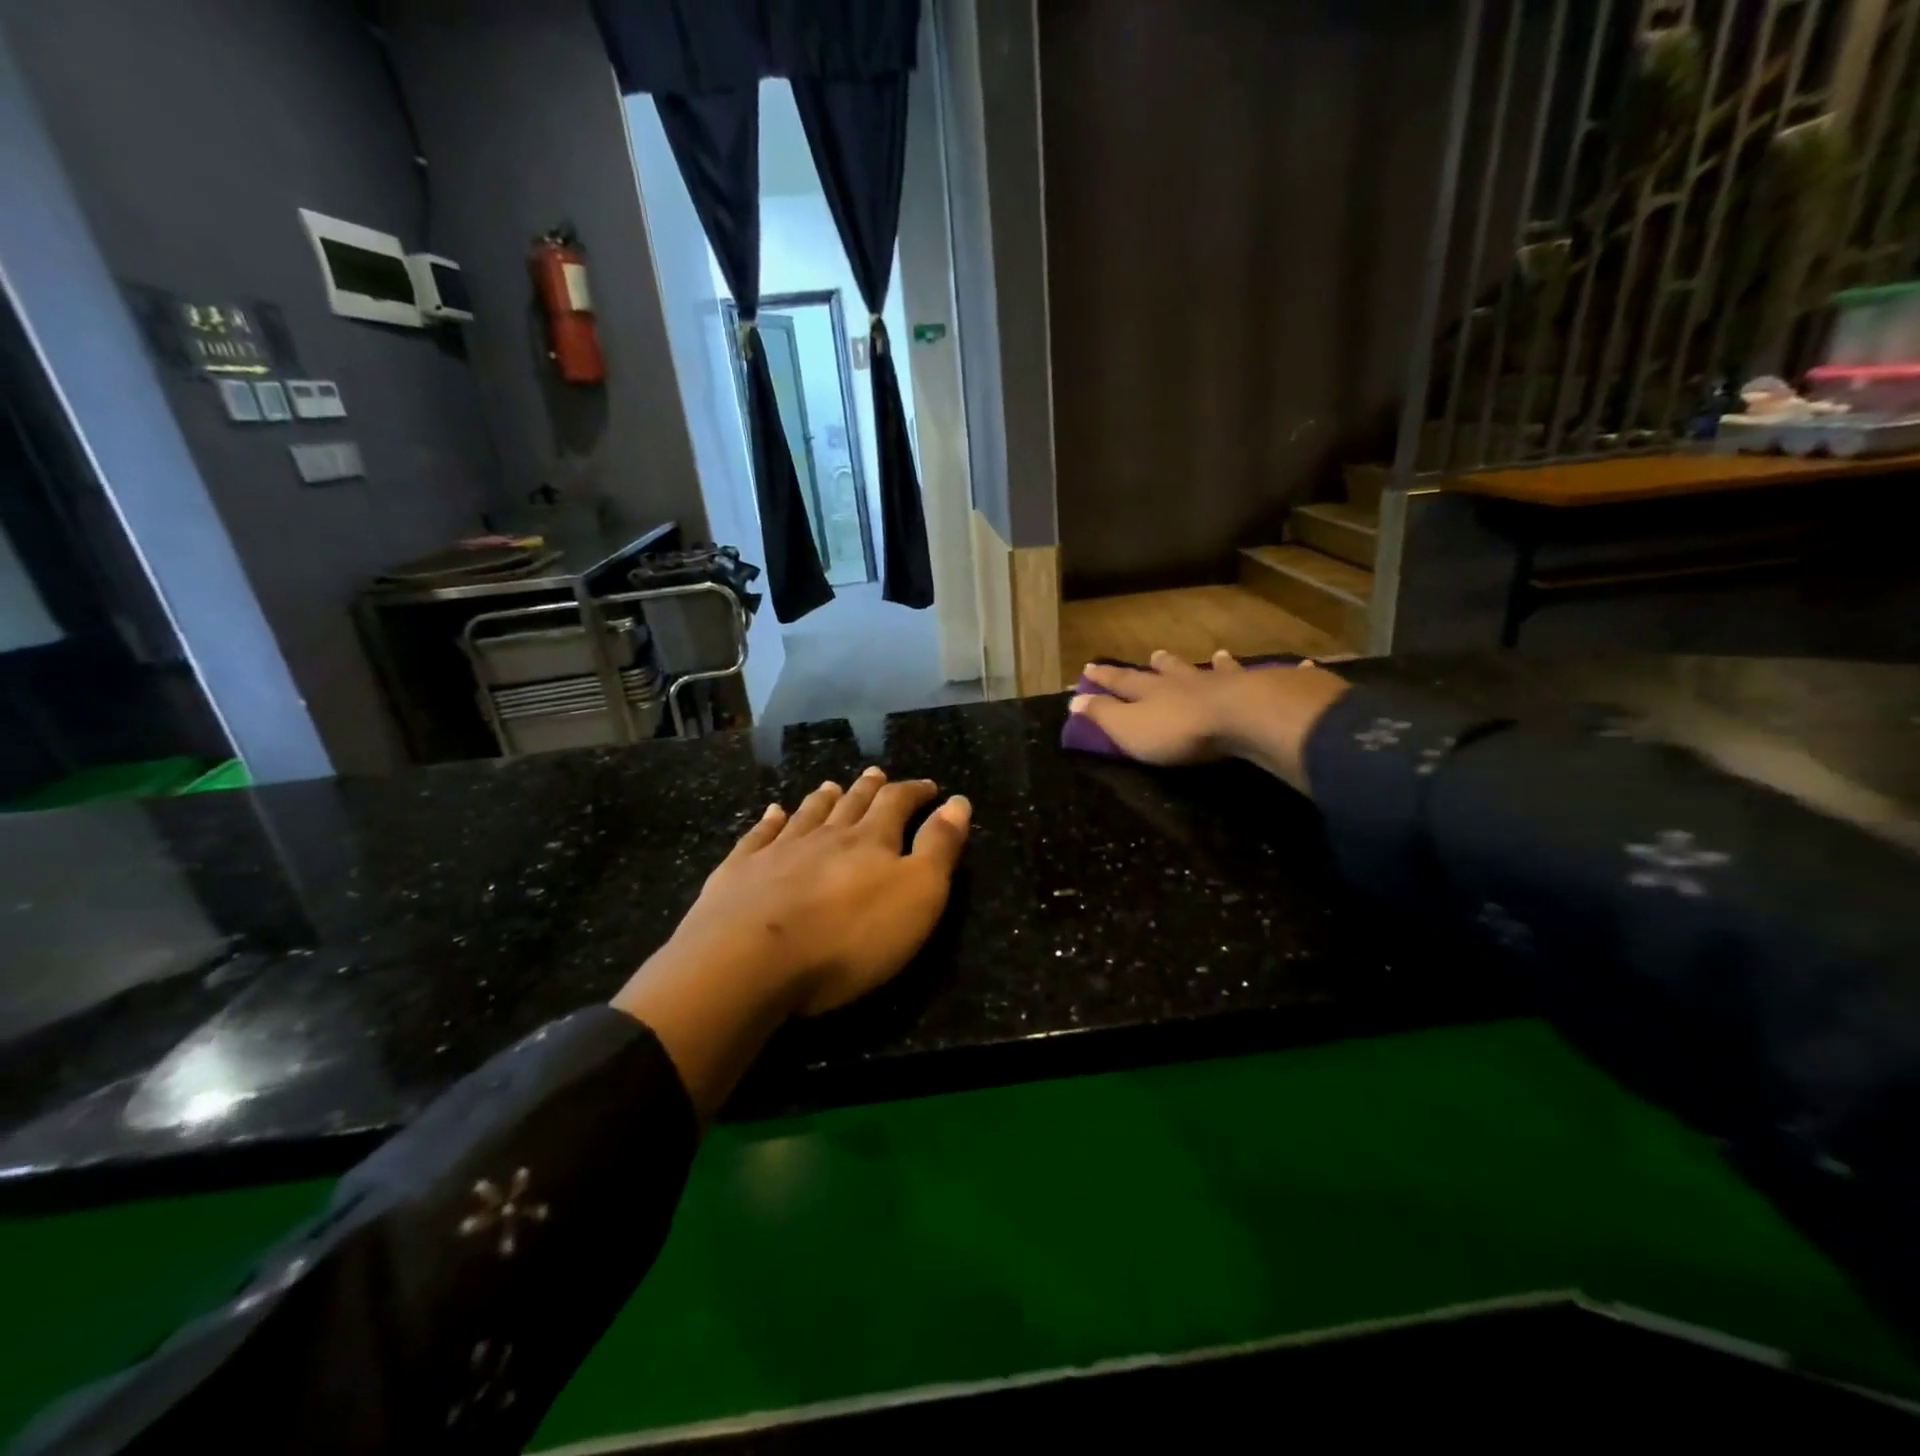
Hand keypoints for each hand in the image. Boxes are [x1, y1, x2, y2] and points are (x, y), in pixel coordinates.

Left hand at [611, 770, 970, 1118]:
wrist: (749, 962)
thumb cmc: (848, 937)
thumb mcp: (917, 895)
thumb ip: (939, 847)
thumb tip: (959, 801)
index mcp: (870, 841)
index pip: (898, 804)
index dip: (915, 792)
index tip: (929, 787)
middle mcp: (825, 836)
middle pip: (851, 804)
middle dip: (869, 789)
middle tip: (877, 773)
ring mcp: (777, 851)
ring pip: (807, 815)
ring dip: (823, 799)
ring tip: (832, 786)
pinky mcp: (739, 872)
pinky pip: (759, 836)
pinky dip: (769, 821)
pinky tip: (772, 812)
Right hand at [1067, 651, 1350, 793]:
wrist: (1243, 719)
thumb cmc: (1179, 731)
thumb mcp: (1129, 729)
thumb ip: (1103, 715)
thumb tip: (1074, 699)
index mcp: (1154, 692)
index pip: (1123, 682)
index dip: (1105, 677)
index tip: (1090, 667)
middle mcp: (1189, 682)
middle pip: (1171, 671)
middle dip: (1161, 665)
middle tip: (1155, 654)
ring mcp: (1229, 683)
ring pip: (1219, 671)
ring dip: (1215, 665)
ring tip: (1216, 654)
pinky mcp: (1267, 690)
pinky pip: (1277, 678)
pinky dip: (1286, 670)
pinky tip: (1301, 664)